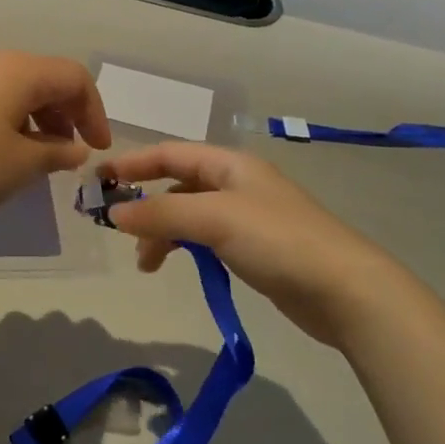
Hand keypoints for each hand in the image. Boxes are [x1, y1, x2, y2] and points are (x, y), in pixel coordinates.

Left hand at [0, 51, 111, 223]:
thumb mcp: (20, 165)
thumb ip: (56, 154)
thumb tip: (75, 149)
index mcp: (20, 70)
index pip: (74, 77)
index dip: (95, 112)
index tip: (98, 149)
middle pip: (44, 78)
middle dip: (66, 114)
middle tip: (68, 153)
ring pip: (14, 88)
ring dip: (36, 119)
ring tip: (35, 158)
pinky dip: (7, 119)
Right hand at [103, 142, 403, 345]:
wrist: (346, 290)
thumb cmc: (278, 240)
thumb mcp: (214, 219)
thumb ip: (161, 213)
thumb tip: (114, 213)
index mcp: (230, 164)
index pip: (170, 153)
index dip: (133, 164)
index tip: (98, 182)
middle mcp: (237, 183)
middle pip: (178, 184)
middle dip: (146, 204)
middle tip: (118, 231)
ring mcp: (248, 217)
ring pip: (190, 215)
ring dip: (163, 233)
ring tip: (146, 264)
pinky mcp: (256, 249)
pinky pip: (207, 239)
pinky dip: (185, 248)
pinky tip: (178, 267)